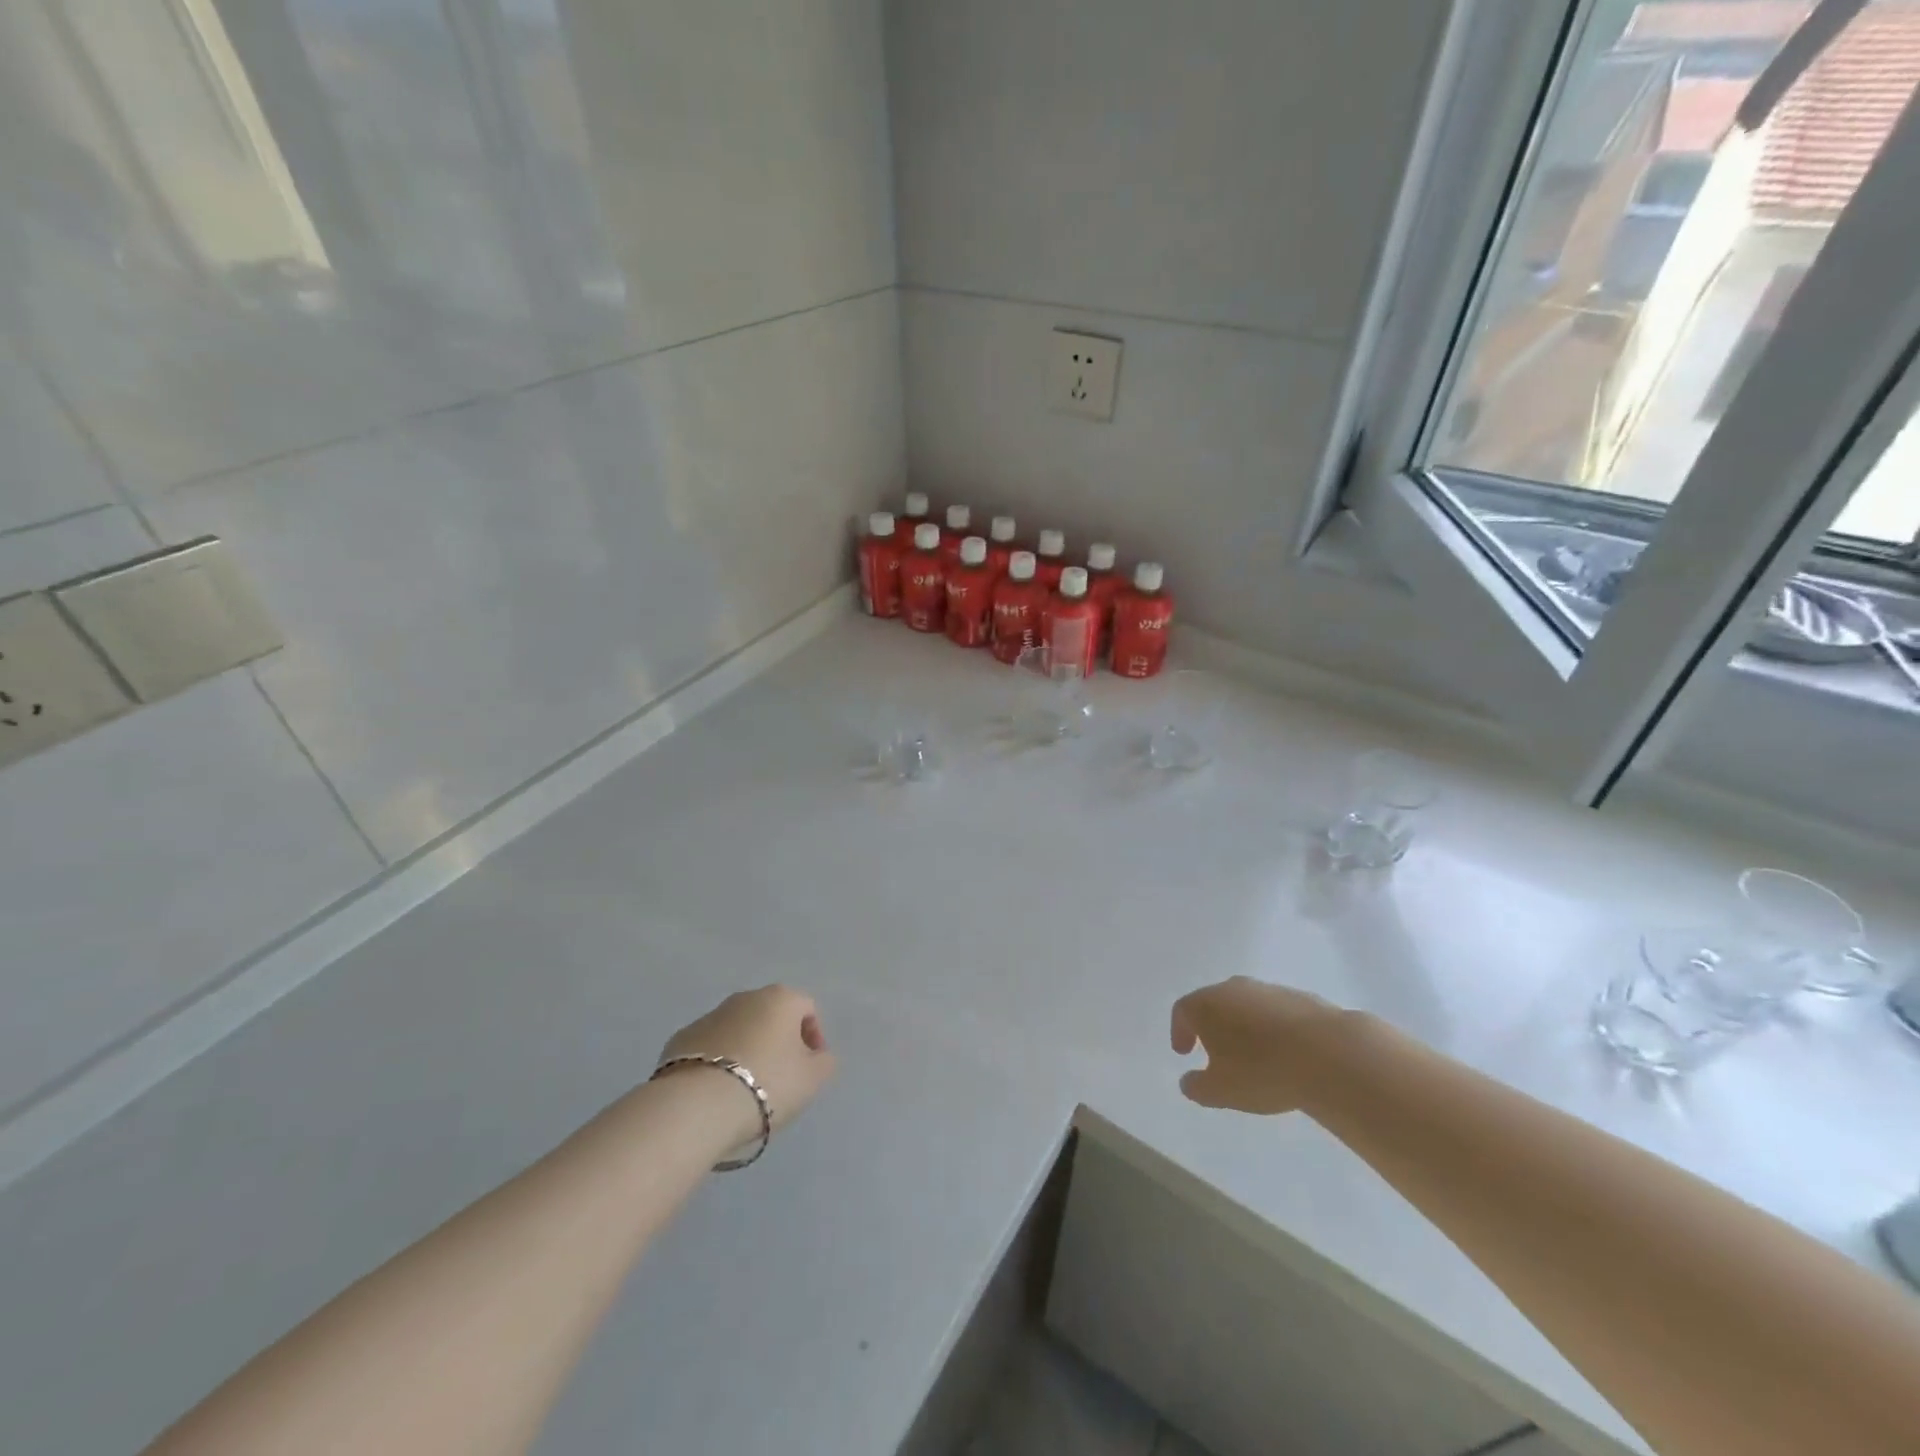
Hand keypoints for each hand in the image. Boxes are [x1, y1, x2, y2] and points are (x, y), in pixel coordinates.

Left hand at [659, 986, 837, 1136]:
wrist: (697, 1106)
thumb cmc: (767, 1084)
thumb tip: (817, 1056)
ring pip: (738, 1030)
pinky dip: (717, 1063)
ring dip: (746, 1050)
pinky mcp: (679, 1039)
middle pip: (770, 1016)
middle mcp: (745, 998)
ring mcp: (709, 1016)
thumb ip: (824, 1062)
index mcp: (780, 998)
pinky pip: (709, 1048)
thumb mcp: (813, 1078)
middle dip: (778, 1042)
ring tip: (745, 1089)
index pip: (807, 1009)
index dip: (814, 1038)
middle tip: (780, 1078)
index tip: (810, 1068)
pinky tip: (716, 1092)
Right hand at [1171, 977, 1345, 1113]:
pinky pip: (1276, 1012)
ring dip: (1244, 1026)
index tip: (1184, 1052)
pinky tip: (1285, 1052)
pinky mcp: (1301, 997)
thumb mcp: (1220, 1091)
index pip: (1182, 1011)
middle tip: (1216, 1053)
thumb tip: (1188, 1081)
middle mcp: (1233, 988)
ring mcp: (1269, 989)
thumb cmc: (1261, 1071)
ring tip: (1254, 1056)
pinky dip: (1273, 1028)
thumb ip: (1197, 1086)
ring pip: (1247, 1005)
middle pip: (1214, 1003)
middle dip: (1212, 1026)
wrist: (1328, 1054)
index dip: (1179, 1031)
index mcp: (1206, 1004)